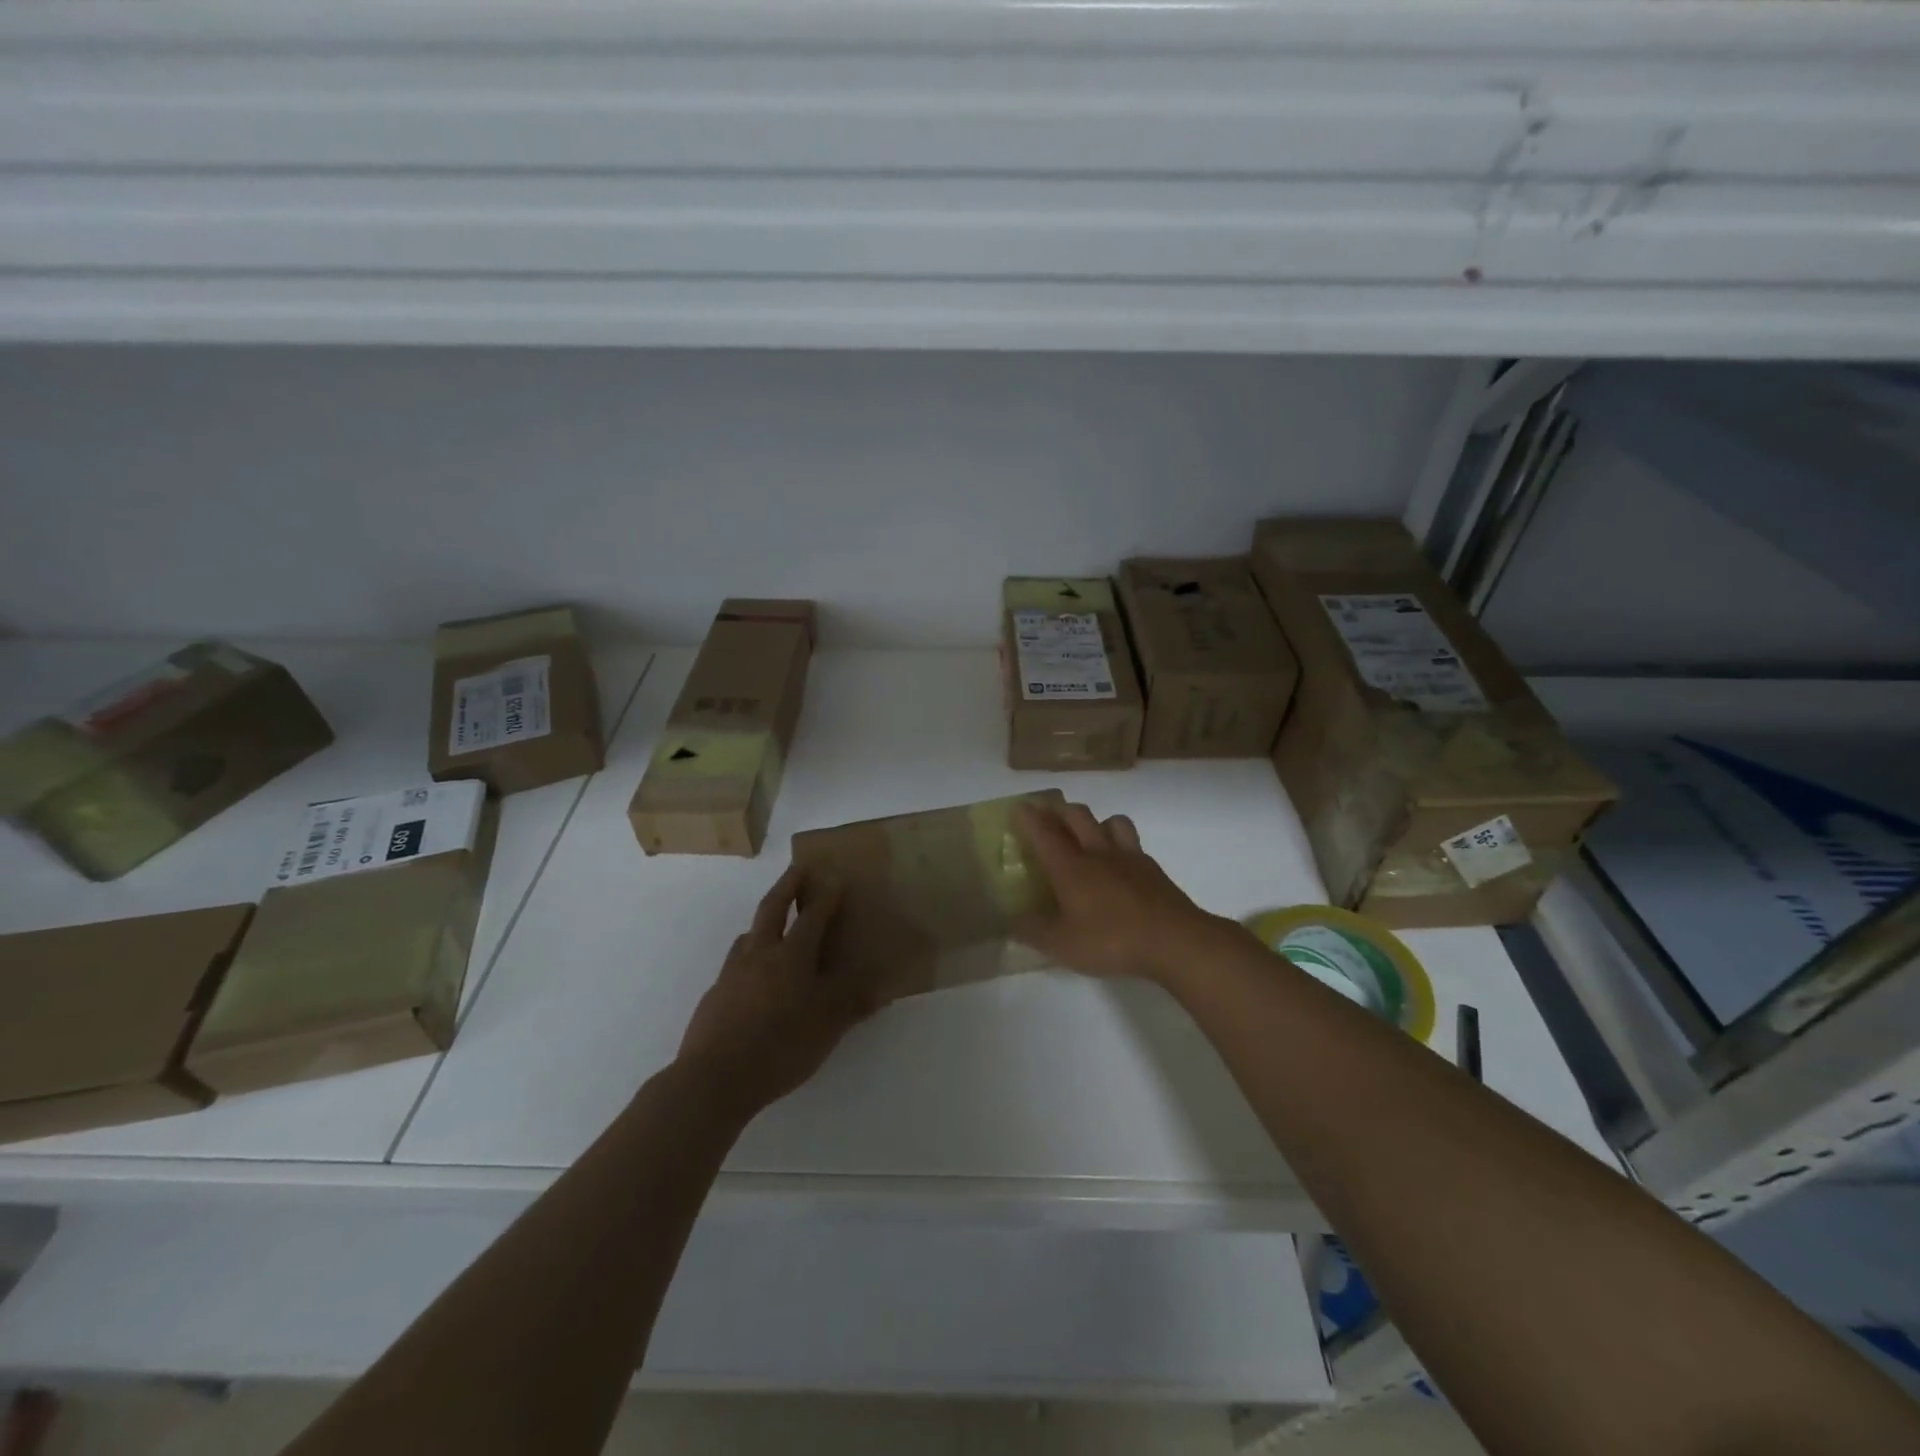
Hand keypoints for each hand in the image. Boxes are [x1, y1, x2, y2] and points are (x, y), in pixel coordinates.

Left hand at [675, 865, 876, 1121]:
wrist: (714, 1078)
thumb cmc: (780, 1046)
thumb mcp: (827, 1027)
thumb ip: (853, 1004)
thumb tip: (883, 987)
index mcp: (792, 956)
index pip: (813, 917)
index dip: (826, 896)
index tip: (834, 877)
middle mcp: (761, 954)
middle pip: (772, 908)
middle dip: (787, 885)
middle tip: (798, 868)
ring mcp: (733, 973)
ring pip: (748, 934)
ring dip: (763, 921)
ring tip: (772, 923)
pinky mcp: (715, 995)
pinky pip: (735, 964)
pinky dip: (748, 956)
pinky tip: (752, 976)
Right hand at [1011, 800, 1236, 982]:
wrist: (1174, 940)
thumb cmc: (1111, 940)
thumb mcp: (1061, 945)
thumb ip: (1032, 931)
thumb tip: (1010, 919)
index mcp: (1070, 867)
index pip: (1043, 832)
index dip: (1028, 817)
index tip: (1017, 806)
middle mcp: (1097, 852)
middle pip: (1076, 816)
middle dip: (1058, 810)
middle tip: (1047, 815)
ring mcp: (1128, 857)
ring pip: (1110, 820)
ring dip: (1094, 820)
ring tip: (1088, 832)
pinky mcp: (1152, 868)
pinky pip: (1132, 841)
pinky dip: (1120, 841)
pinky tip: (1119, 859)